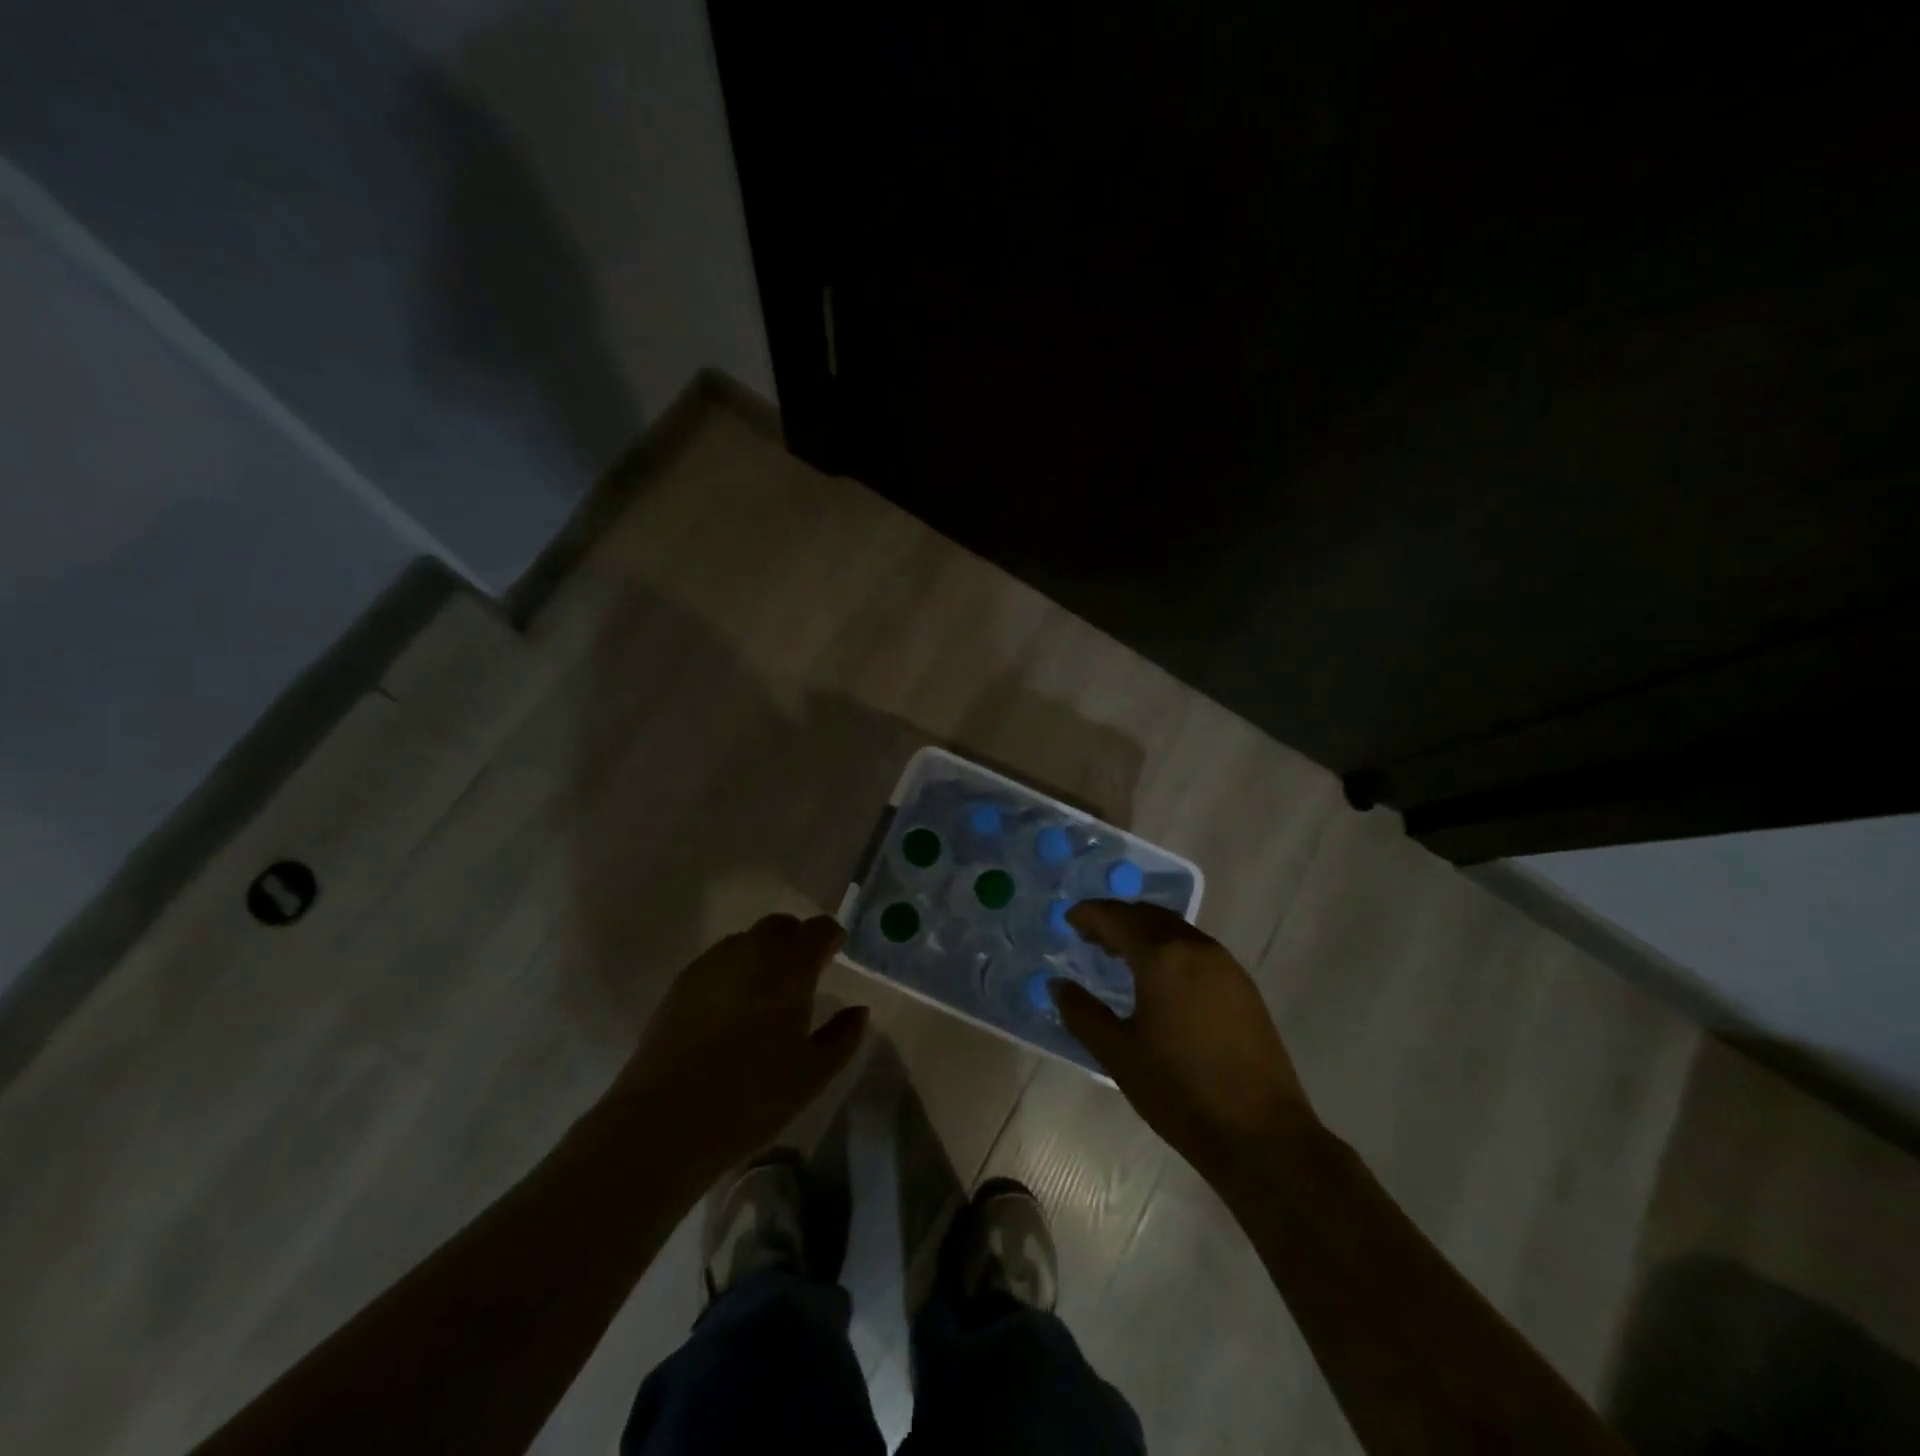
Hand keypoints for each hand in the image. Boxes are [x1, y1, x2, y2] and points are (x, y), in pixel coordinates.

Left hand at [611, 914, 867, 1185]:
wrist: (662, 1124)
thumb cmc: (749, 1099)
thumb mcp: (811, 1076)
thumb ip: (842, 1037)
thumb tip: (859, 1011)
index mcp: (789, 967)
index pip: (819, 929)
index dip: (831, 938)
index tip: (836, 955)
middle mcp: (750, 952)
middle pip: (780, 925)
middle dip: (797, 939)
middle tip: (804, 972)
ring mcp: (710, 965)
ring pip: (746, 941)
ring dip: (763, 953)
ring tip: (767, 992)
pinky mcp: (680, 984)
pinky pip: (718, 962)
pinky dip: (734, 971)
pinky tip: (731, 1009)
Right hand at [1052, 901, 1317, 1188]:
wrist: (1261, 1133)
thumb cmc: (1179, 1091)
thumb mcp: (1119, 1055)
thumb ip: (1083, 1014)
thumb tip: (1058, 985)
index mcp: (1162, 958)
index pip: (1117, 918)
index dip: (1090, 915)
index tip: (1069, 919)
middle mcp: (1196, 948)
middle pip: (1148, 915)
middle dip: (1117, 918)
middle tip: (1090, 935)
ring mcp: (1225, 964)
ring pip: (1175, 929)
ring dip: (1144, 931)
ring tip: (1120, 953)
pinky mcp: (1243, 985)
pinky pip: (1196, 948)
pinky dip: (1169, 948)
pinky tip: (1159, 976)